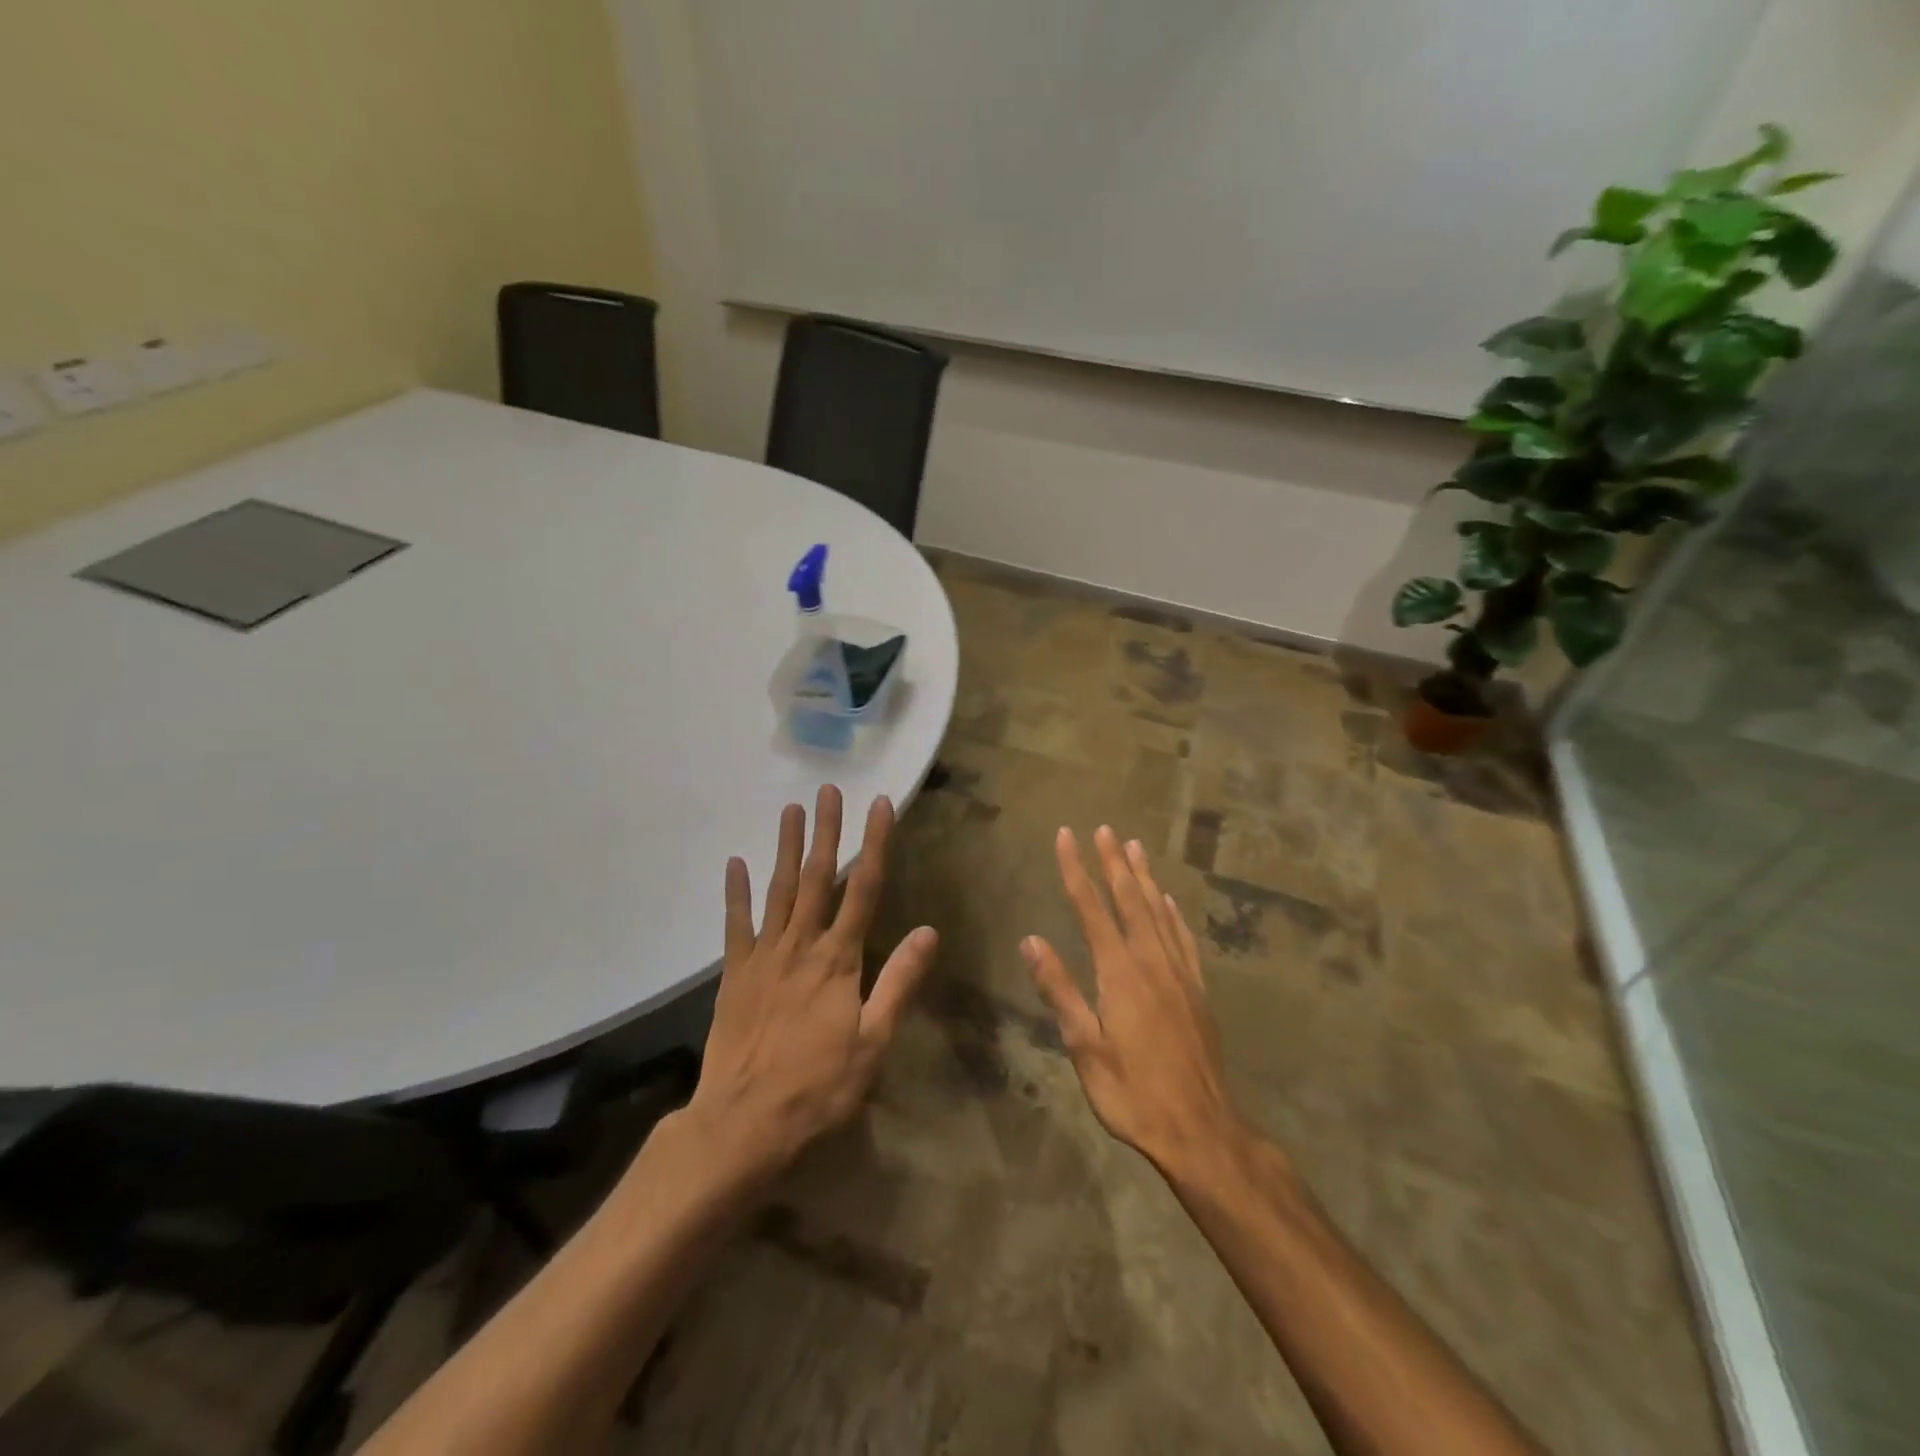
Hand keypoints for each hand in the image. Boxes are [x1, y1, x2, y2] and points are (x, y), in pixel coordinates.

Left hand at [688, 785, 937, 1181]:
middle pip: (818, 878)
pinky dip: (736, 893)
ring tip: (791, 810)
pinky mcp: (735, 975)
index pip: (864, 889)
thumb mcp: (873, 1042)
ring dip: (786, 848)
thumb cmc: (818, 1087)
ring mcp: (764, 957)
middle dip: (826, 831)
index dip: (874, 843)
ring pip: (779, 891)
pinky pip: (736, 925)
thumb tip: (929, 931)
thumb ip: (899, 982)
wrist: (742, 1124)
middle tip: (829, 790)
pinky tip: (736, 864)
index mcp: (839, 960)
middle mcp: (801, 946)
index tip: (880, 805)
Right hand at [1024, 826, 1251, 1179]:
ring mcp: (1179, 975)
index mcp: (1120, 973)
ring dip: (1145, 878)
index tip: (1066, 836)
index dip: (1077, 870)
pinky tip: (1169, 901)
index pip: (1092, 909)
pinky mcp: (1197, 991)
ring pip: (1159, 912)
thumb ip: (1060, 991)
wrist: (1201, 1129)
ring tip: (1136, 847)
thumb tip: (1032, 941)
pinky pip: (1184, 939)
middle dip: (1114, 862)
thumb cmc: (1133, 1092)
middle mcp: (1151, 962)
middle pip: (1130, 900)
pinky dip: (1174, 913)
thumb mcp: (1085, 1048)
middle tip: (1105, 828)